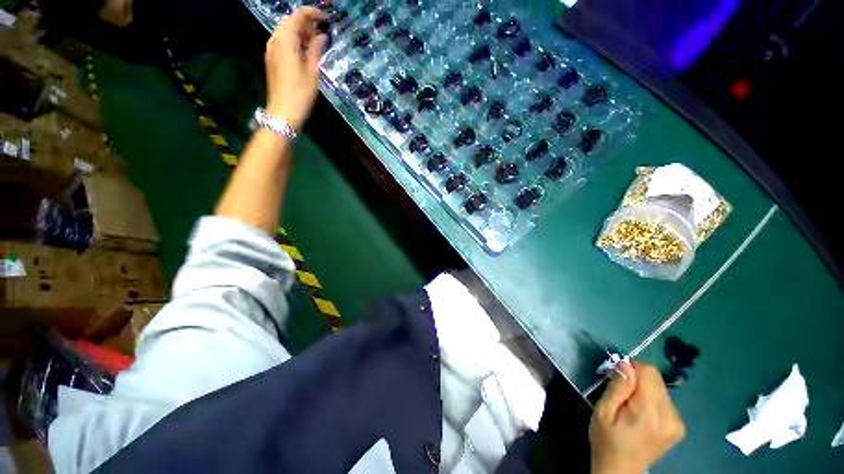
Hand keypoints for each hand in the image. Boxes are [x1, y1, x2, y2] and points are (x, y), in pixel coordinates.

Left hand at [264, 7, 327, 130]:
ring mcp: (271, 49)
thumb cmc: (301, 93)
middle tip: (323, 37)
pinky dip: (295, 43)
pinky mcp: (271, 59)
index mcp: (286, 40)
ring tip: (316, 46)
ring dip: (301, 34)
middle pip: (291, 22)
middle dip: (307, 25)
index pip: (299, 16)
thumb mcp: (313, 71)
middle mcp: (275, 39)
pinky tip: (305, 54)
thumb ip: (316, 49)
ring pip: (287, 32)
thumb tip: (321, 36)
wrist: (283, 112)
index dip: (313, 14)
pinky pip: (283, 42)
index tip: (327, 19)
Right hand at [589, 362, 685, 473]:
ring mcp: (678, 422)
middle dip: (637, 378)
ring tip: (629, 403)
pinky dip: (650, 399)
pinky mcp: (679, 426)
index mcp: (650, 412)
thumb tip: (625, 364)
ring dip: (644, 389)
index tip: (617, 375)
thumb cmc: (606, 440)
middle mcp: (670, 416)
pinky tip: (640, 412)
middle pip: (657, 379)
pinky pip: (664, 399)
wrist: (621, 470)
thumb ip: (617, 387)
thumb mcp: (603, 411)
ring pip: (660, 388)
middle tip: (620, 390)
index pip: (649, 372)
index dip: (631, 367)